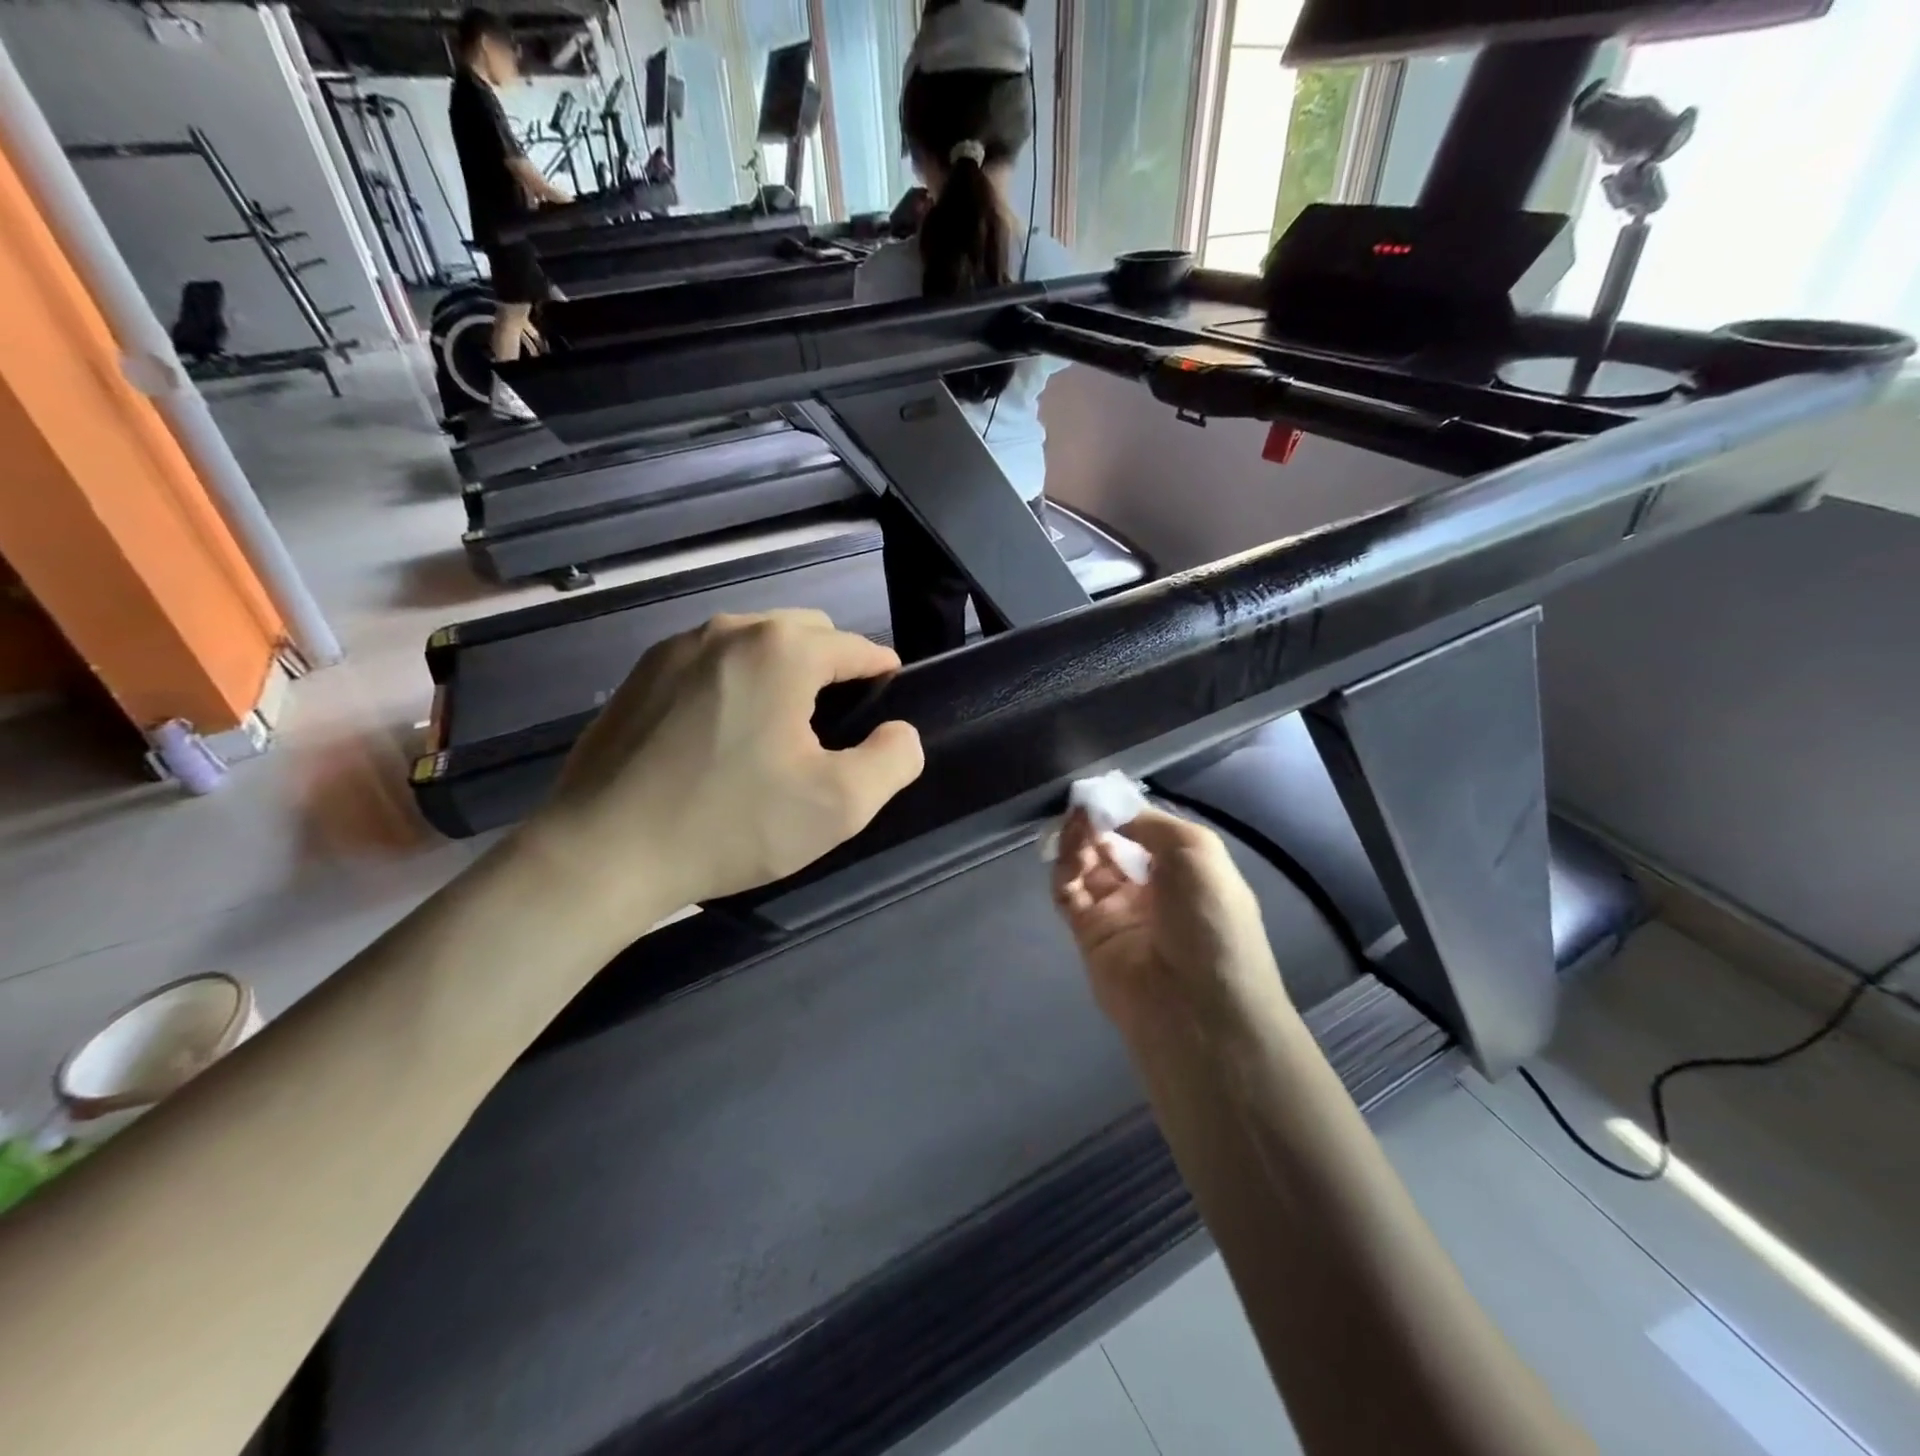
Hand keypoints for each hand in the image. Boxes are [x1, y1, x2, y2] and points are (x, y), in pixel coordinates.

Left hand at [526, 611, 922, 927]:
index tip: (889, 700)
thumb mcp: (840, 805)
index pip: (855, 647)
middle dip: (831, 666)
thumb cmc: (732, 824)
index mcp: (782, 650)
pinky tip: (723, 735)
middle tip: (834, 726)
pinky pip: (710, 663)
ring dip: (781, 672)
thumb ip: (893, 759)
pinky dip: (734, 683)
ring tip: (779, 729)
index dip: (881, 671)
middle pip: (805, 633)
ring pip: (754, 643)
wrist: (603, 853)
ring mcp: (676, 648)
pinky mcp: (640, 675)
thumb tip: (899, 732)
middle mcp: (729, 630)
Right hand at [1051, 807, 1285, 1037]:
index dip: (1125, 811)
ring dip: (1079, 840)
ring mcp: (1119, 912)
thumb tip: (1110, 812)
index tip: (1102, 793)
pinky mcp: (1089, 934)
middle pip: (1114, 845)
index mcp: (1187, 871)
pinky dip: (1064, 867)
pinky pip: (1069, 892)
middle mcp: (1152, 890)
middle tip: (1082, 807)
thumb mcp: (1198, 852)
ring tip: (1075, 825)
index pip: (1147, 832)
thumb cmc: (1211, 922)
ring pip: (1087, 865)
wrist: (1197, 1008)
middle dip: (1098, 822)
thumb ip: (1150, 824)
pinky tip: (1069, 850)